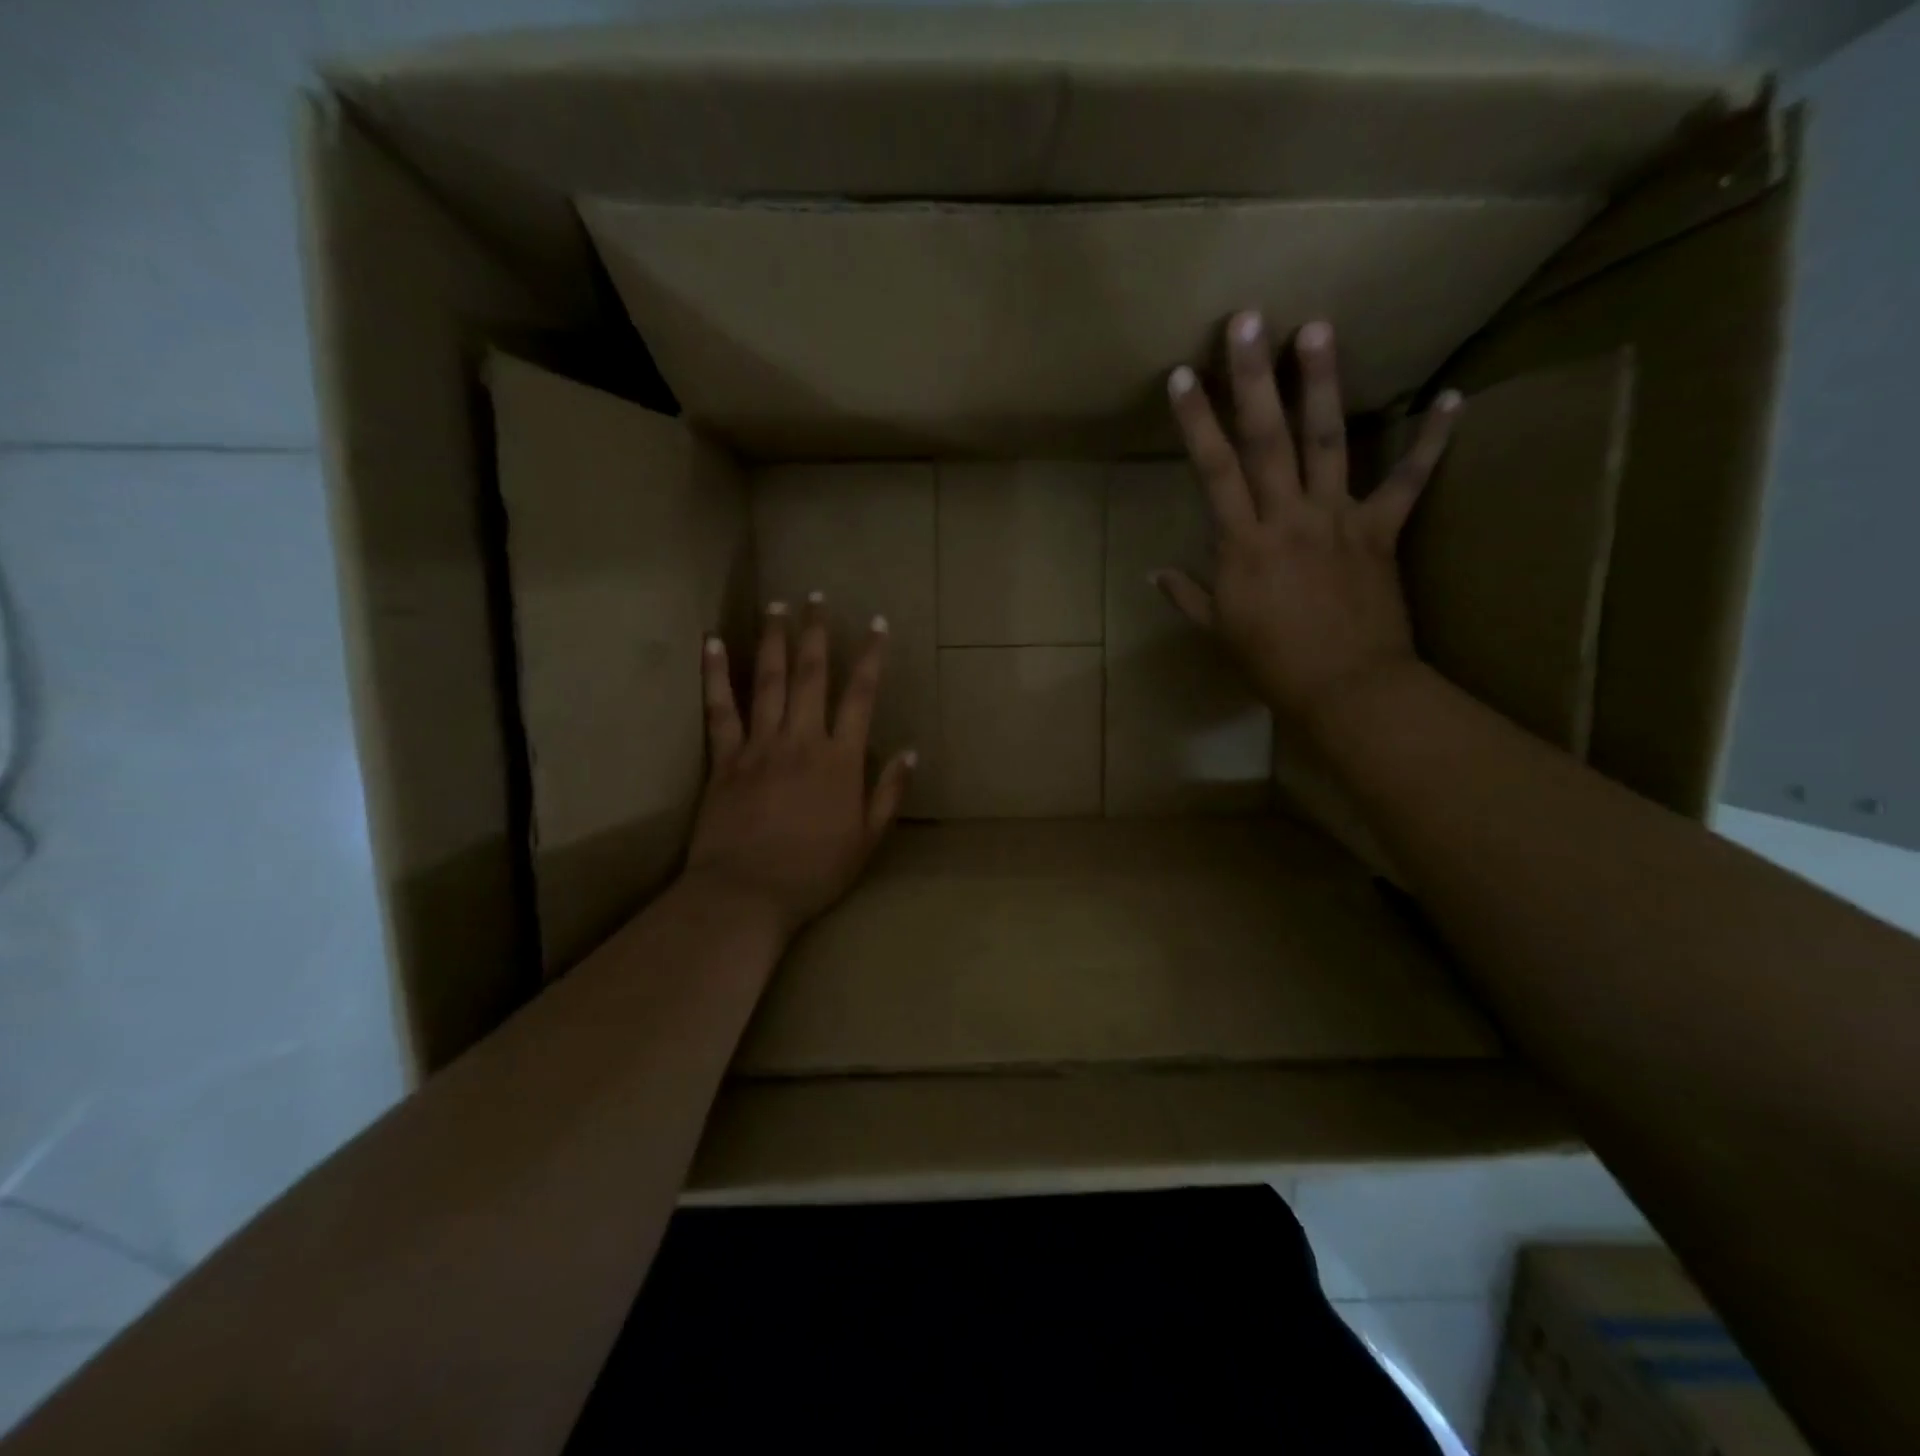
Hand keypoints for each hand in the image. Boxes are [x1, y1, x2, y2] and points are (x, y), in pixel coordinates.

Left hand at [682, 596, 915, 939]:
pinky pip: (719, 709)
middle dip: (816, 634)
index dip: (870, 657)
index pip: (860, 696)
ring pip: (768, 681)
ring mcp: (759, 745)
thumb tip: (909, 752)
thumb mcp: (867, 840)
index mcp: (840, 759)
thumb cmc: (815, 872)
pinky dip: (715, 675)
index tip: (876, 624)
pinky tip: (712, 643)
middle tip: (817, 598)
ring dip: (773, 640)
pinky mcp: (725, 758)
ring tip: (777, 605)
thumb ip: (889, 793)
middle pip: (810, 675)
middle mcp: (801, 740)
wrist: (747, 894)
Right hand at [1156, 314, 1460, 729]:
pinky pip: (1408, 482)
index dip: (1197, 423)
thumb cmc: (1272, 663)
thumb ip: (1188, 595)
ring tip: (1318, 327)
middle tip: (1247, 319)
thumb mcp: (1219, 631)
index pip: (1213, 471)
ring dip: (1322, 384)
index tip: (1183, 376)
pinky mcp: (1382, 532)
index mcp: (1243, 544)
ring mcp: (1338, 520)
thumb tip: (1155, 573)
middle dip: (1253, 379)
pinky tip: (1451, 397)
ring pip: (1327, 443)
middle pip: (1266, 440)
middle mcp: (1287, 518)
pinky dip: (1430, 441)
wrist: (1345, 688)